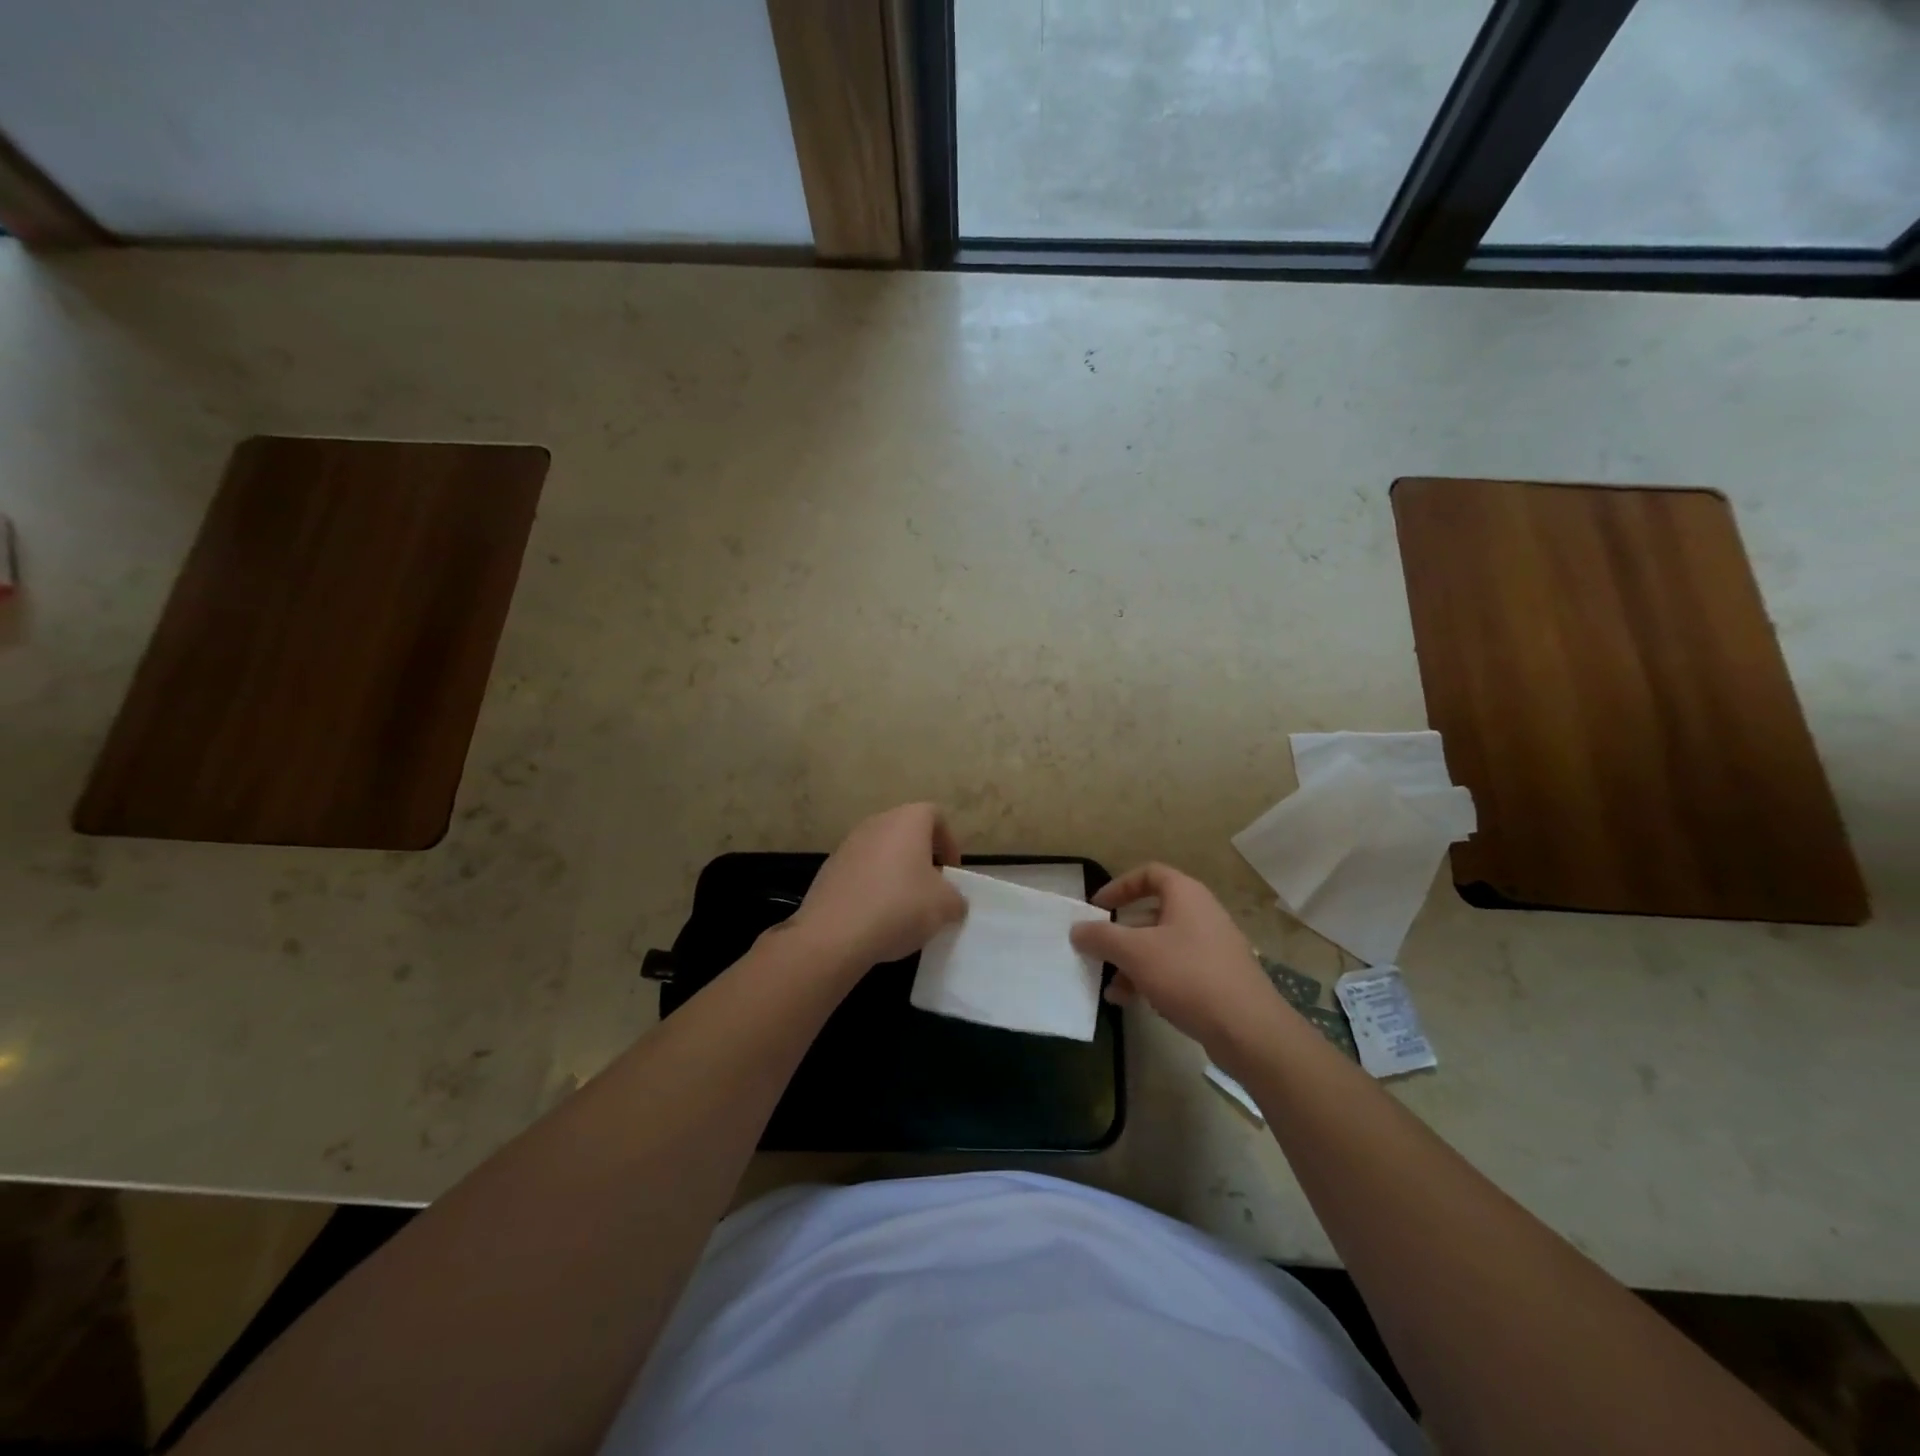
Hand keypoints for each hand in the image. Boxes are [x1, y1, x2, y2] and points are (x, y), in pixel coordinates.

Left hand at [789, 803, 966, 971]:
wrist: (835, 934)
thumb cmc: (899, 906)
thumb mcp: (945, 906)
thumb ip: (956, 898)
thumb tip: (952, 901)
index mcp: (907, 821)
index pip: (935, 816)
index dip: (949, 842)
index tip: (951, 872)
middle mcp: (876, 824)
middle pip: (906, 833)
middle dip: (922, 858)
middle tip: (931, 889)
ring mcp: (848, 845)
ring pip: (882, 852)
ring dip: (896, 873)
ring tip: (904, 907)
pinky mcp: (829, 869)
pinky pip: (861, 872)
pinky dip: (872, 887)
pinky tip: (876, 917)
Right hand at [1071, 863, 1279, 1054]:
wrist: (1249, 1028)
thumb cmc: (1188, 975)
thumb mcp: (1135, 952)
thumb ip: (1101, 937)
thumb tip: (1076, 929)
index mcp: (1186, 895)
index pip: (1149, 874)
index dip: (1119, 886)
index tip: (1097, 907)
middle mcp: (1202, 914)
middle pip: (1152, 913)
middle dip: (1120, 934)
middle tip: (1098, 950)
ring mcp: (1212, 947)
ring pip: (1161, 946)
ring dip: (1132, 963)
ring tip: (1110, 988)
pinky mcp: (1217, 978)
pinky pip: (1176, 969)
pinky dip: (1151, 979)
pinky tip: (1131, 1002)